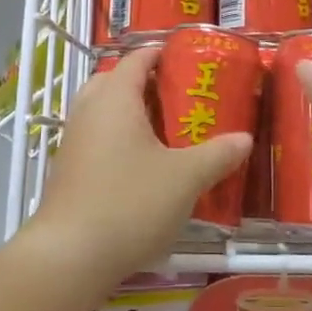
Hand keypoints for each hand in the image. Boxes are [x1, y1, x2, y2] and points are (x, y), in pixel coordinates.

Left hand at [29, 44, 250, 282]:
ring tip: (162, 132)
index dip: (160, 53)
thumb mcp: (185, 179)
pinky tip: (140, 167)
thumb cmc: (129, 203)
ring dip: (128, 113)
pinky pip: (94, 138)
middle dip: (143, 83)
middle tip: (177, 97)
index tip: (187, 60)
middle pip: (114, 80)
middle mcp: (89, 110)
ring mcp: (72, 141)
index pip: (136, 58)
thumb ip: (217, 155)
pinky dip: (116, 139)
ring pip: (101, 111)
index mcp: (115, 97)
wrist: (68, 256)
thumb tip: (244, 139)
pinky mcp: (66, 170)